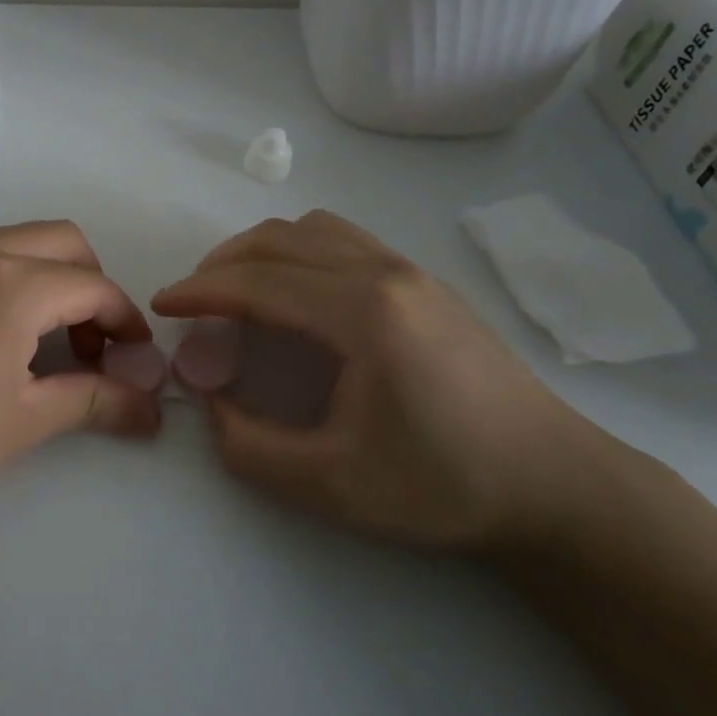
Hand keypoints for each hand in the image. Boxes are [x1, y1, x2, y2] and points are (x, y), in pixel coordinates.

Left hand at [0, 220, 160, 545]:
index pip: (94, 286)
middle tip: (88, 342)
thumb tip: (151, 410)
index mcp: (14, 282)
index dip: (124, 321)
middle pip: (61, 241)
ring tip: (36, 342)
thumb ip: (94, 402)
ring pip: (12, 242)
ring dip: (43, 278)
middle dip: (90, 284)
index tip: (135, 357)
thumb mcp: (22, 422)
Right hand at [153, 209, 612, 552]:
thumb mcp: (332, 486)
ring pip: (312, 229)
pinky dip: (298, 251)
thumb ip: (250, 448)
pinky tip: (297, 294)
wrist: (555, 485)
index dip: (200, 291)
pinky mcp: (424, 280)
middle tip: (193, 303)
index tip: (162, 306)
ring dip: (261, 251)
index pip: (259, 281)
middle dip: (222, 265)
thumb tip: (210, 403)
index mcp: (362, 312)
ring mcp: (409, 270)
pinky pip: (343, 239)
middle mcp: (383, 272)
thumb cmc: (444, 486)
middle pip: (278, 241)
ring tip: (238, 292)